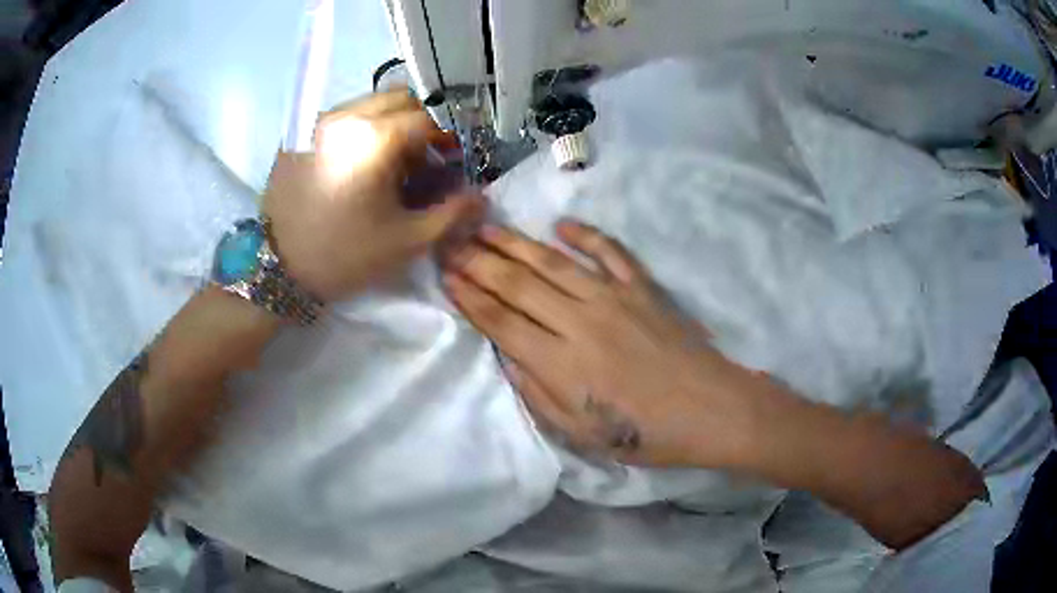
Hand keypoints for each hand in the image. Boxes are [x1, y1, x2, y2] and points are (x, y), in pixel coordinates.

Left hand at [263, 89, 483, 300]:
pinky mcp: (298, 134)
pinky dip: (359, 129)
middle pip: (399, 99)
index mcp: (373, 139)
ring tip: (387, 161)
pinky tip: (355, 163)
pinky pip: (340, 118)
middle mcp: (344, 117)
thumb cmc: (345, 256)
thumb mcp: (407, 241)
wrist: (278, 270)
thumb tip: (481, 195)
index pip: (427, 119)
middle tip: (422, 156)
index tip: (451, 159)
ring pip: (368, 103)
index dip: (446, 137)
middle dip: (419, 122)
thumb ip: (452, 213)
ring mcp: (316, 122)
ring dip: (389, 123)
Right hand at [442, 220, 758, 467]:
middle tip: (452, 243)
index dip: (469, 297)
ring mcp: (614, 298)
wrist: (711, 410)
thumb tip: (508, 355)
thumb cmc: (646, 434)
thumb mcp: (582, 434)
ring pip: (553, 262)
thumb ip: (538, 394)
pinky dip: (586, 235)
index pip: (501, 321)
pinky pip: (610, 252)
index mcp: (561, 364)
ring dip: (515, 243)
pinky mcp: (643, 288)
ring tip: (486, 228)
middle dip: (479, 262)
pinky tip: (562, 225)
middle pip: (518, 284)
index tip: (446, 276)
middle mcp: (580, 321)